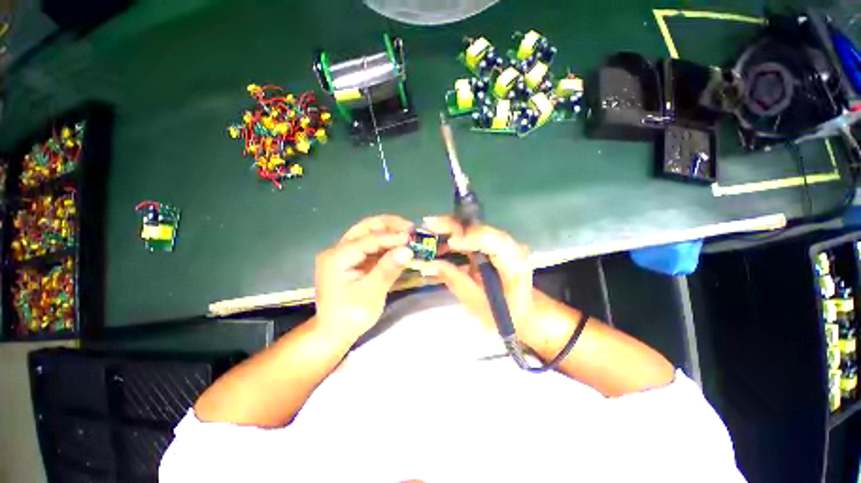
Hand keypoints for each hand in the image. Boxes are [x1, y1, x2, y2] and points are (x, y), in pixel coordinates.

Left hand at [314, 215, 413, 338]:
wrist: (333, 333)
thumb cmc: (350, 316)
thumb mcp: (371, 294)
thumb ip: (388, 270)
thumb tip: (407, 250)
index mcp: (337, 257)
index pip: (368, 240)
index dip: (391, 237)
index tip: (412, 238)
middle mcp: (338, 250)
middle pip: (365, 228)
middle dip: (389, 225)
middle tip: (411, 228)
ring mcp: (344, 254)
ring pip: (368, 234)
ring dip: (389, 232)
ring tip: (409, 234)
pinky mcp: (352, 260)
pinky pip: (371, 246)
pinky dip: (386, 244)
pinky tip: (399, 245)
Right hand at [422, 216, 533, 335]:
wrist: (524, 313)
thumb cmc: (504, 314)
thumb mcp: (477, 302)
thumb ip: (454, 280)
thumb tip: (429, 264)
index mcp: (513, 262)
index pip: (492, 240)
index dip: (470, 238)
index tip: (448, 243)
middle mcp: (510, 246)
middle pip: (480, 228)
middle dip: (453, 226)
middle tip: (428, 224)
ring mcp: (502, 244)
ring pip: (475, 229)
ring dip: (451, 229)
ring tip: (428, 233)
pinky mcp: (493, 246)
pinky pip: (472, 236)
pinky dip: (454, 236)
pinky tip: (438, 242)